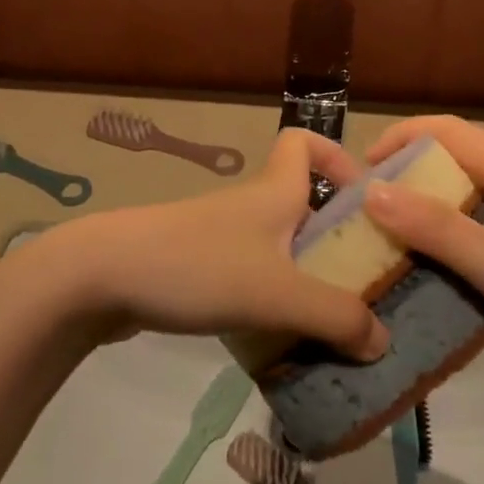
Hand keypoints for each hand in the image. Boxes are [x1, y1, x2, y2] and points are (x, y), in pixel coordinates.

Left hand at [46, 130, 389, 360]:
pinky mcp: (195, 267)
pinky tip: (278, 340)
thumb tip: (383, 341)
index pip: (302, 142)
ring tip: (329, 326)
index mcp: (273, 192)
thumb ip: (336, 317)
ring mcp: (218, 237)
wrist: (100, 278)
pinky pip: (248, 276)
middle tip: (363, 286)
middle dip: (334, 239)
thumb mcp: (278, 293)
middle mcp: (249, 206)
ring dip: (304, 278)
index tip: (364, 200)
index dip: (336, 157)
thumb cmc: (197, 267)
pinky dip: (269, 300)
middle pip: (300, 204)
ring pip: (276, 247)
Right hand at [349, 116, 483, 406]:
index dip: (399, 138)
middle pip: (454, 161)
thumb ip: (435, 228)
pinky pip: (478, 232)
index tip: (358, 172)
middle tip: (365, 212)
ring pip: (465, 199)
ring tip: (384, 240)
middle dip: (406, 176)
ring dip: (423, 211)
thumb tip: (370, 191)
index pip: (447, 130)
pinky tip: (426, 270)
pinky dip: (446, 241)